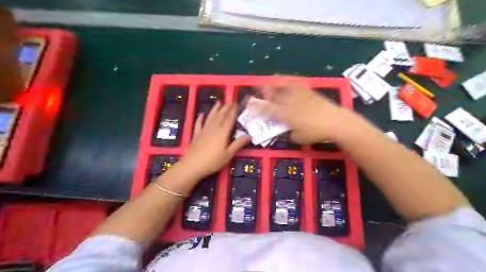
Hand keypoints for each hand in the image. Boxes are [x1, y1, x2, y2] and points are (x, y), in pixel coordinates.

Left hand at [182, 101, 249, 178]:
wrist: (193, 165)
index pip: (229, 119)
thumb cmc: (213, 161)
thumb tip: (249, 135)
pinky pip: (198, 123)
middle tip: (230, 101)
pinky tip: (201, 114)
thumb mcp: (228, 154)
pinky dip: (200, 118)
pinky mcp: (196, 134)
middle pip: (220, 116)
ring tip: (218, 102)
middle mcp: (213, 128)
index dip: (233, 111)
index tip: (236, 104)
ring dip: (215, 109)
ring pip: (210, 117)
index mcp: (222, 132)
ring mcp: (204, 130)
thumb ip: (238, 144)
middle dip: (226, 108)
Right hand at [255, 81, 353, 142]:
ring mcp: (299, 95)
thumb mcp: (299, 137)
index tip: (249, 104)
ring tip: (268, 81)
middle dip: (262, 92)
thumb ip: (289, 132)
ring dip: (273, 84)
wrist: (335, 122)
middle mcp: (290, 103)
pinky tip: (285, 79)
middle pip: (273, 95)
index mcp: (285, 115)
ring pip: (283, 86)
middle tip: (256, 90)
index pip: (267, 110)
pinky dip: (288, 80)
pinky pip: (296, 83)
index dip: (256, 107)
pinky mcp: (308, 92)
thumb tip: (287, 129)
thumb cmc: (316, 132)